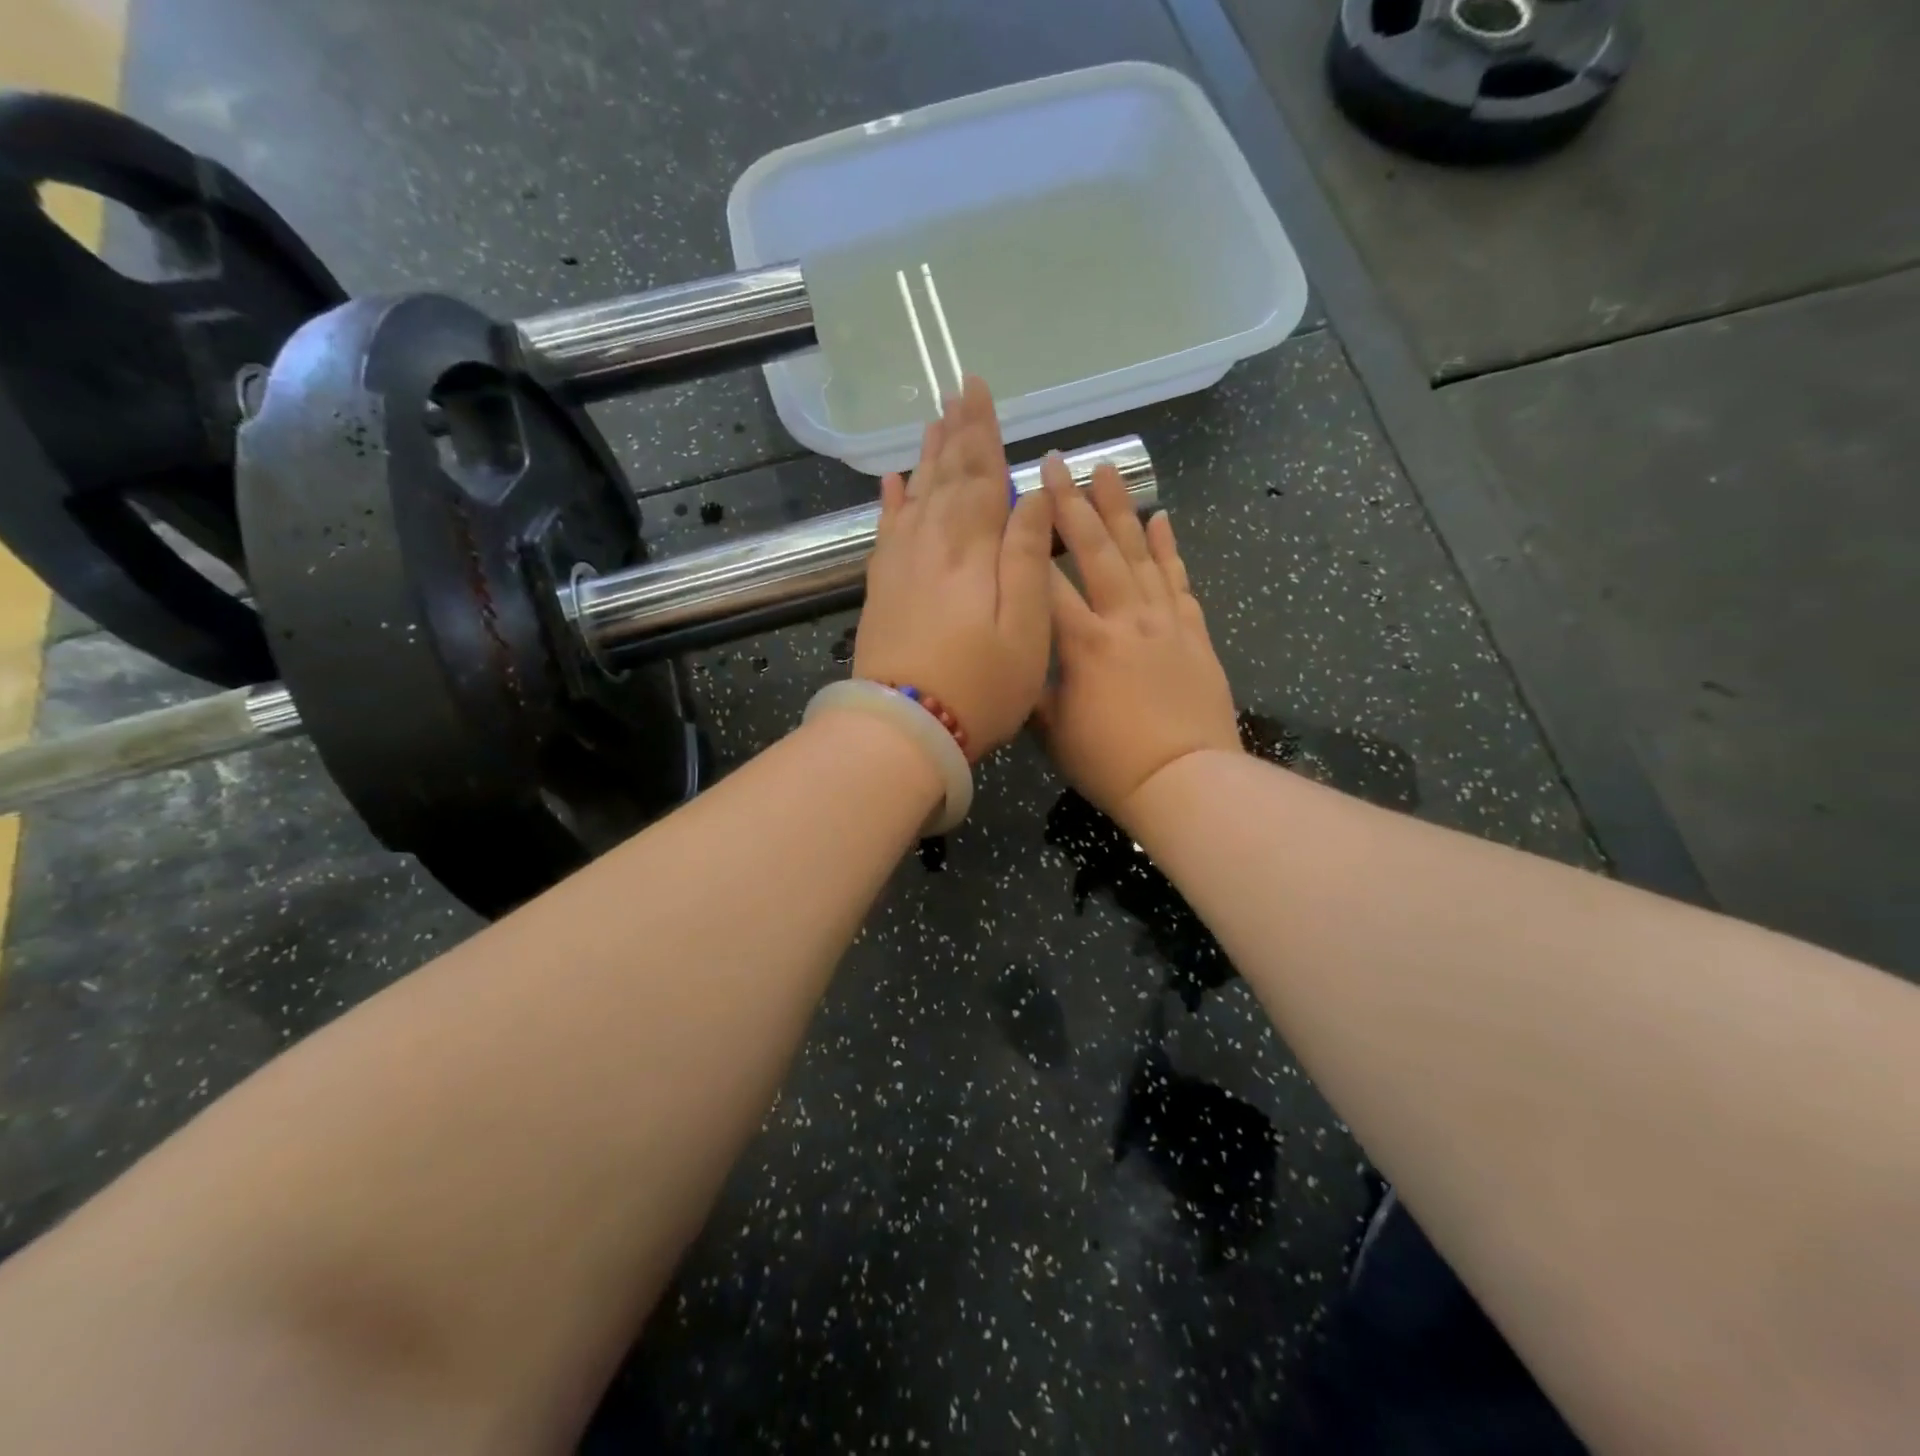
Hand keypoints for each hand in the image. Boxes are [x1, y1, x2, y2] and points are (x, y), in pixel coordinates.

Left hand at [853, 376, 1054, 761]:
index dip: (982, 431)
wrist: (905, 727)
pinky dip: (891, 502)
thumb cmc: (980, 685)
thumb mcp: (1027, 626)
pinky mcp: (881, 588)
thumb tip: (1033, 495)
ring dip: (927, 457)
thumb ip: (1027, 555)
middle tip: (957, 390)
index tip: (977, 388)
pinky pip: (886, 530)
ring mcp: (900, 564)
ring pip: (916, 495)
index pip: (981, 474)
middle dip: (955, 432)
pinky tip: (893, 482)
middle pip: (945, 475)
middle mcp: (931, 543)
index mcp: (972, 547)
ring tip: (933, 422)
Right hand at [1038, 459, 1240, 822]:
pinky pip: (1179, 581)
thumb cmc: (1111, 764)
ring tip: (1108, 468)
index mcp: (1084, 644)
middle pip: (1096, 550)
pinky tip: (1161, 517)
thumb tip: (1019, 659)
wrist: (1186, 781)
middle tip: (1059, 461)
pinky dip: (1170, 548)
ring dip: (1122, 508)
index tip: (1010, 505)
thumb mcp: (1054, 733)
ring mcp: (1164, 622)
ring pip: (1140, 554)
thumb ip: (1036, 689)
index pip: (1046, 582)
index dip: (1025, 541)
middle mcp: (1125, 620)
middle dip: (1073, 503)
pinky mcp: (1194, 633)